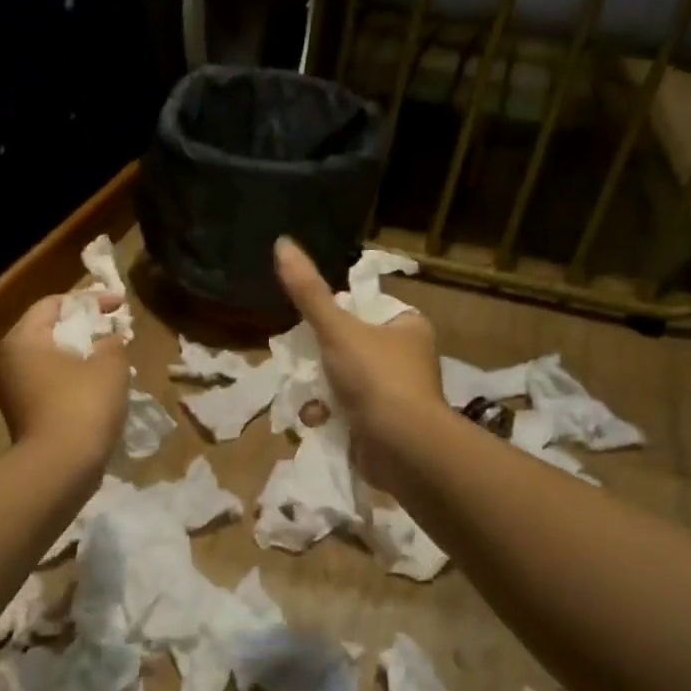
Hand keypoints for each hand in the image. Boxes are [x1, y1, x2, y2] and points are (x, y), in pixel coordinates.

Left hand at [0, 293, 129, 470]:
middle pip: (48, 332)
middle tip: (115, 330)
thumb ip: (113, 343)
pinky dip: (73, 382)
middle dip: (85, 329)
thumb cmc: (83, 404)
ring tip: (112, 360)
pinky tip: (99, 390)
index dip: (90, 300)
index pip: (53, 304)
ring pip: (50, 362)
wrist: (59, 469)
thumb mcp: (110, 365)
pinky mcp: (23, 418)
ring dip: (80, 357)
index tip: (120, 305)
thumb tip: (111, 340)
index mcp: (23, 340)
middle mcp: (8, 362)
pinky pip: (50, 387)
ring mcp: (12, 394)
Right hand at [274, 238, 443, 492]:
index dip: (335, 316)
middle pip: (349, 347)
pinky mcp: (384, 426)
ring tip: (308, 396)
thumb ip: (308, 291)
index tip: (311, 327)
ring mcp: (397, 395)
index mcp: (408, 327)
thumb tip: (282, 242)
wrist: (403, 448)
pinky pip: (348, 411)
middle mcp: (407, 358)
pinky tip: (318, 419)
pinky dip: (329, 415)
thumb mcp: (337, 329)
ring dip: (320, 389)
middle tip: (301, 362)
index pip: (364, 309)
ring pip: (344, 381)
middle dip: (320, 359)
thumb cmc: (376, 377)